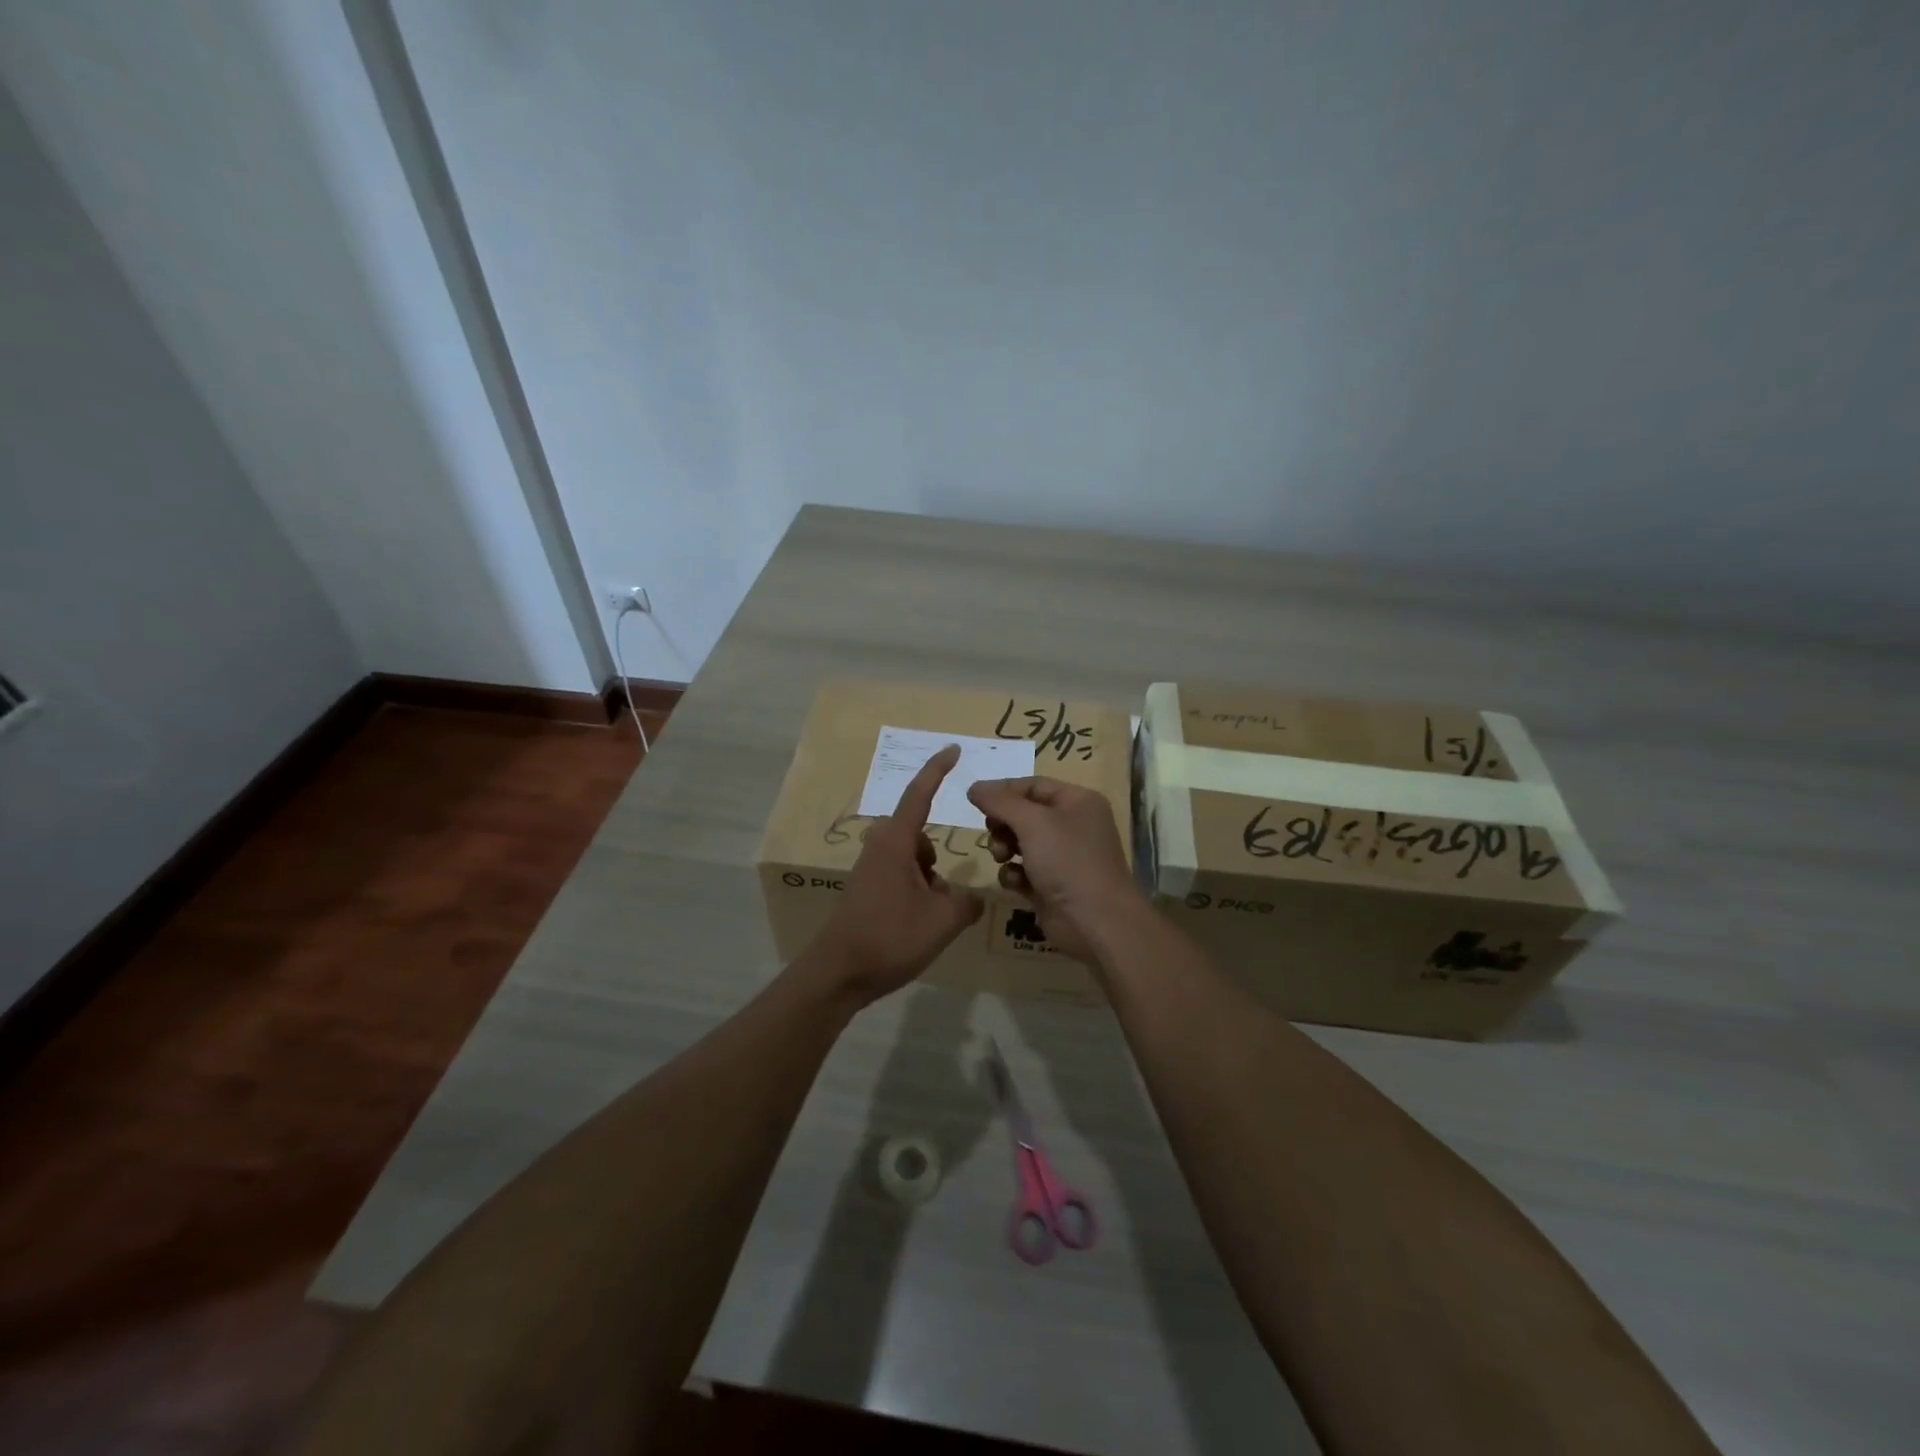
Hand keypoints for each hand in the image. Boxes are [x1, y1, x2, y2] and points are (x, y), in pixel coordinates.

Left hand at [813, 745, 984, 1001]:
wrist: (838, 973)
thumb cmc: (890, 937)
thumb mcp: (943, 920)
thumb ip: (967, 903)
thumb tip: (972, 897)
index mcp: (896, 841)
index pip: (920, 793)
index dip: (937, 769)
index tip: (953, 748)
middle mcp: (880, 847)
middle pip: (921, 836)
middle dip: (938, 861)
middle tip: (947, 897)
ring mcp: (870, 868)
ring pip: (913, 860)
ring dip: (929, 881)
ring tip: (933, 920)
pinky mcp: (865, 889)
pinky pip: (901, 876)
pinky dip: (917, 892)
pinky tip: (918, 926)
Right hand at [966, 777, 1143, 963]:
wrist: (1094, 922)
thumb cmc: (1067, 860)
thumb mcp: (1032, 822)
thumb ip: (1000, 801)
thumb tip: (974, 787)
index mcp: (1078, 802)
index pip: (1034, 785)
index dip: (1003, 791)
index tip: (975, 800)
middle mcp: (1073, 825)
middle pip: (1025, 814)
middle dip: (1003, 823)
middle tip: (992, 832)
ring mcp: (1063, 857)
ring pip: (1021, 842)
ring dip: (1004, 848)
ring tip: (1002, 857)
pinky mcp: (1052, 885)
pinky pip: (1023, 871)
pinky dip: (1014, 874)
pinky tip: (1015, 882)